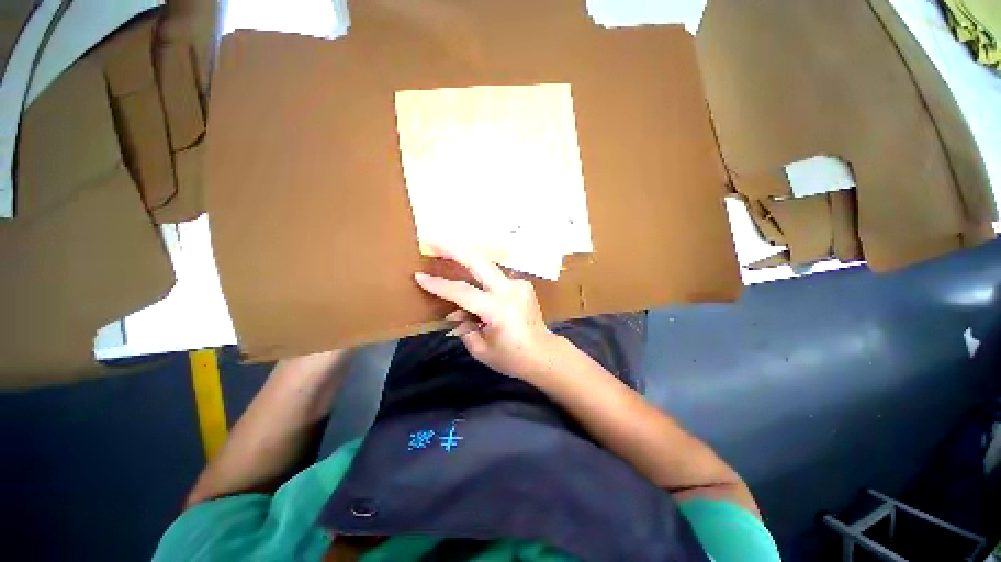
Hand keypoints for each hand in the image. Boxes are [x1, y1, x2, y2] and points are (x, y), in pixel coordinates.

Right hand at [414, 246, 560, 379]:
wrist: (544, 353)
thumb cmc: (511, 358)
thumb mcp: (481, 349)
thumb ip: (463, 327)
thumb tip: (454, 313)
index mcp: (499, 310)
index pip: (463, 292)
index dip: (440, 285)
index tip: (419, 276)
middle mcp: (510, 290)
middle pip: (479, 262)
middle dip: (455, 249)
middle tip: (435, 241)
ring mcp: (519, 284)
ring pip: (486, 267)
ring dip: (467, 262)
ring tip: (448, 257)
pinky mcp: (523, 284)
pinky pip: (495, 277)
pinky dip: (481, 279)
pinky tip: (473, 284)